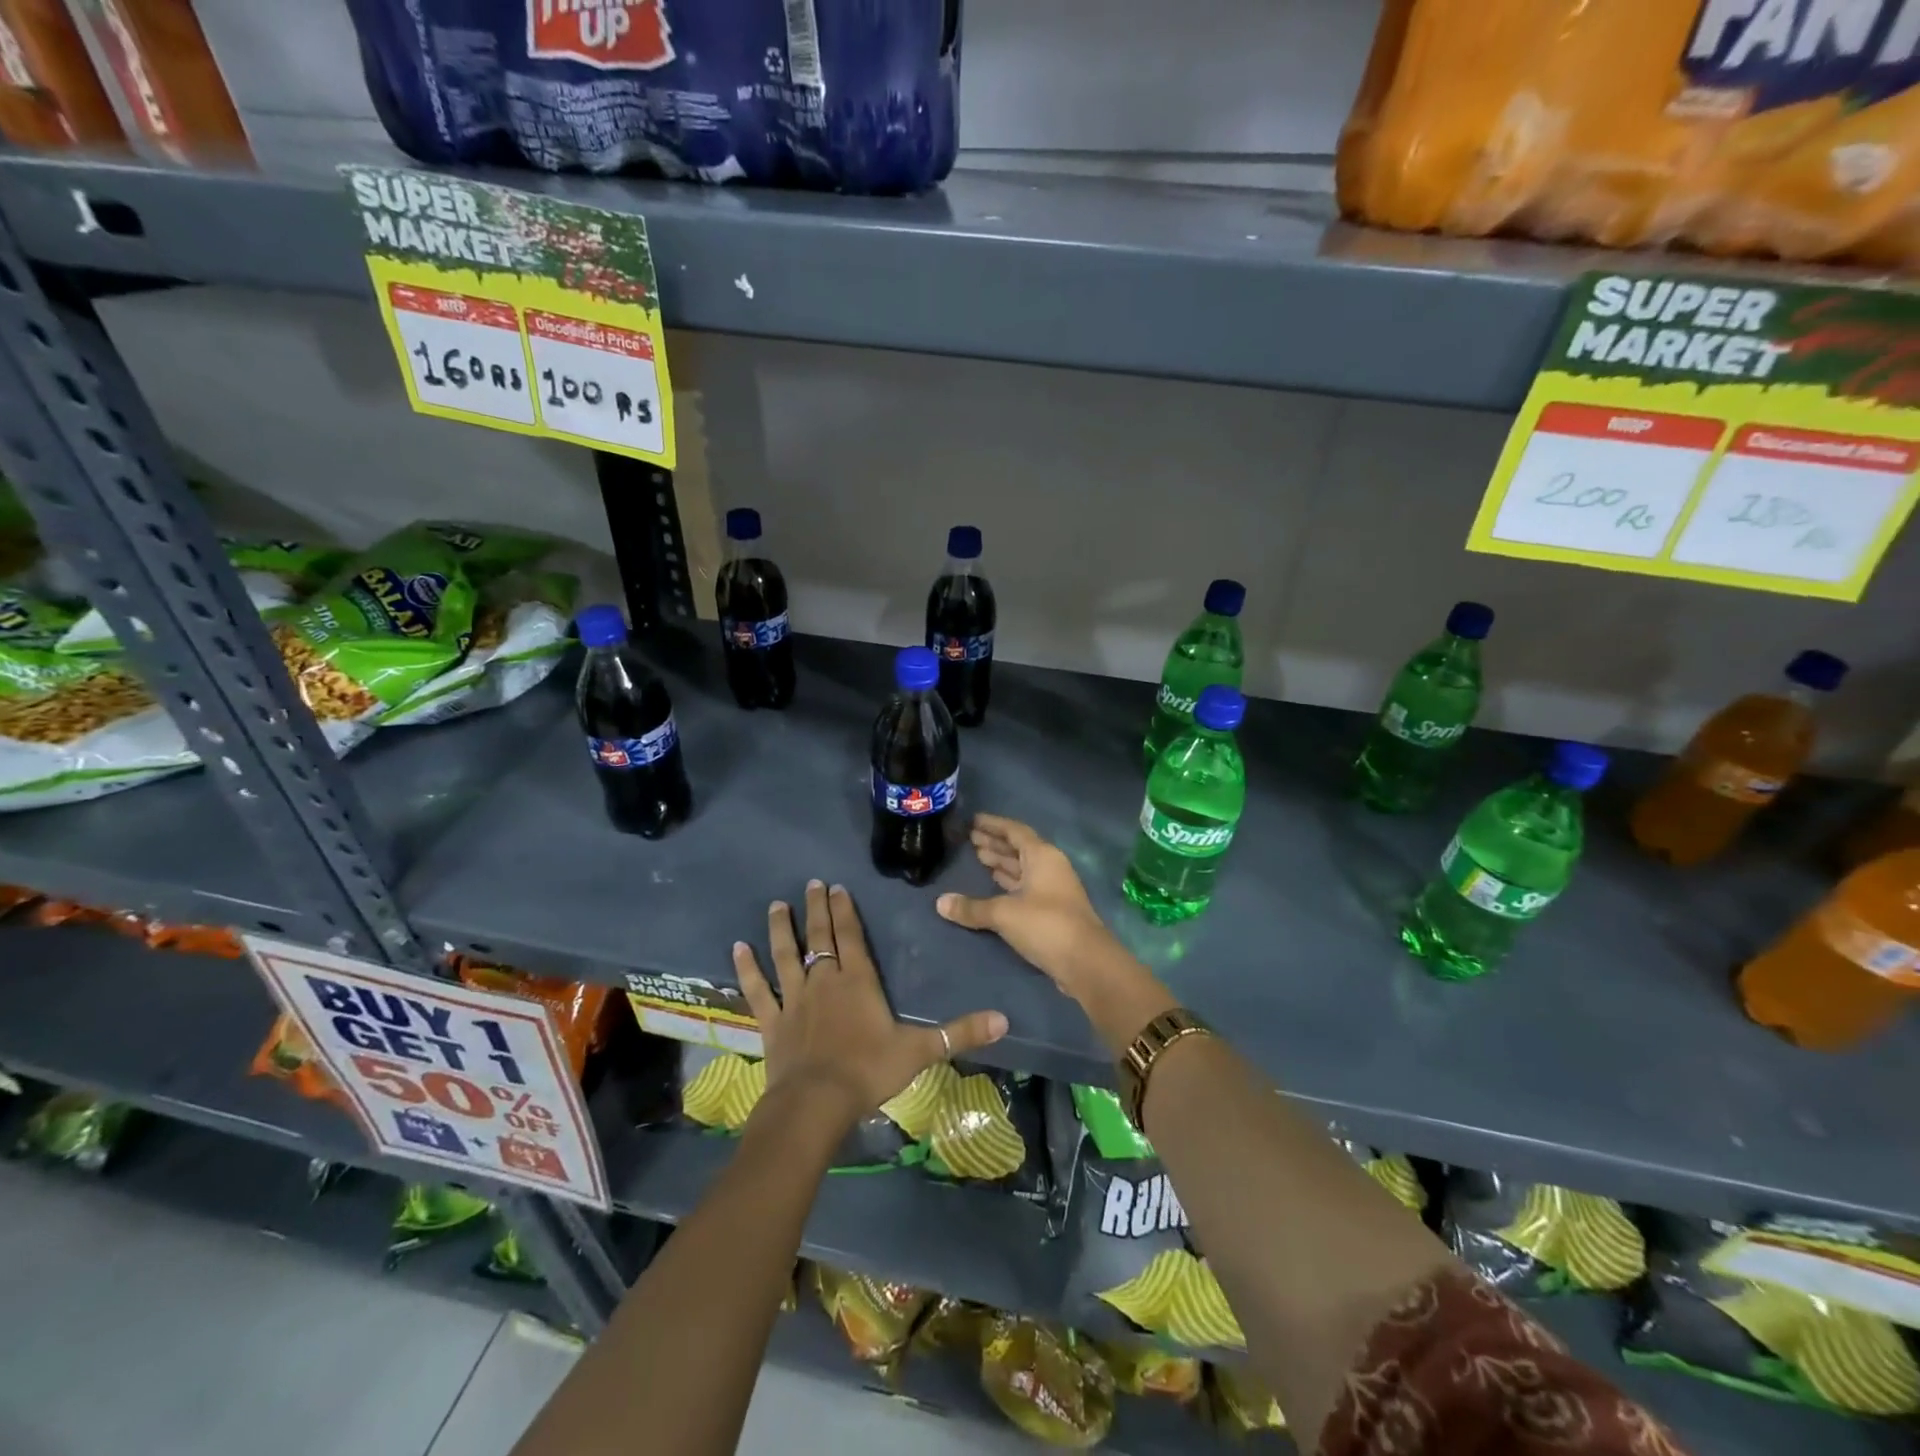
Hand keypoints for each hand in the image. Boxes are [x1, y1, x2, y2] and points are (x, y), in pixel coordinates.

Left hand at [733, 880, 1007, 1127]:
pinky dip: (747, 969)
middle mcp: (824, 980)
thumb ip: (960, 1033)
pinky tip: (737, 948)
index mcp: (858, 981)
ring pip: (785, 955)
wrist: (817, 1104)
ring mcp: (795, 999)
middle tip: (810, 884)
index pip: (850, 936)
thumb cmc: (869, 1072)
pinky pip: (758, 989)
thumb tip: (1005, 1020)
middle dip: (815, 910)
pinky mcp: (773, 1022)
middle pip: (819, 937)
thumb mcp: (920, 1052)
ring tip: (776, 905)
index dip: (844, 910)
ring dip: (780, 929)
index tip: (835, 887)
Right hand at [936, 813, 1124, 999]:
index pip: (1015, 831)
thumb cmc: (1046, 925)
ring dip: (1002, 863)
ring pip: (1023, 869)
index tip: (972, 820)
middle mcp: (1050, 867)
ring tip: (978, 857)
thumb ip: (973, 908)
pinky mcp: (1052, 912)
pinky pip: (1025, 888)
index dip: (993, 825)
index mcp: (1042, 856)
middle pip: (1019, 849)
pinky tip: (993, 885)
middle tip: (969, 839)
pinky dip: (1008, 884)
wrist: (1086, 963)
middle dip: (995, 843)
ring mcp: (1053, 890)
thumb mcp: (1004, 914)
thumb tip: (940, 903)